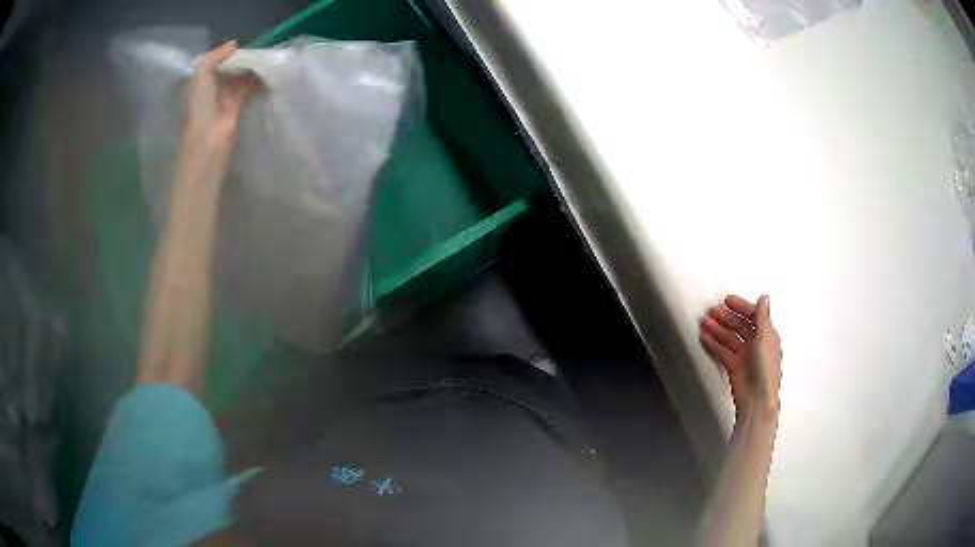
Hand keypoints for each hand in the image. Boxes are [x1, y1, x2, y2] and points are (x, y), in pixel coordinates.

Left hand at [184, 40, 255, 151]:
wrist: (209, 134)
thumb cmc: (201, 103)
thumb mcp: (202, 73)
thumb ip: (215, 56)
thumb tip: (233, 44)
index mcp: (201, 80)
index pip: (215, 62)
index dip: (226, 53)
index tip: (241, 45)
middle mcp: (212, 87)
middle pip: (228, 69)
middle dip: (240, 59)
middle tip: (256, 49)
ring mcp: (224, 97)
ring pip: (239, 77)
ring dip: (250, 69)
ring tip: (264, 57)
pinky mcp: (237, 106)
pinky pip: (248, 88)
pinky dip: (257, 81)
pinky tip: (266, 72)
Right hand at [700, 295, 781, 420]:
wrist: (756, 399)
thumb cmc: (765, 369)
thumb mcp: (764, 338)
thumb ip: (762, 317)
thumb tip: (764, 297)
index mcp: (767, 335)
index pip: (753, 316)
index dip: (741, 307)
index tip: (727, 300)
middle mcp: (756, 344)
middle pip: (739, 326)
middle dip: (726, 318)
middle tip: (712, 311)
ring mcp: (744, 355)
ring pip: (729, 338)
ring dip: (718, 329)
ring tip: (705, 322)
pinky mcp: (733, 366)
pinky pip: (722, 351)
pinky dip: (714, 343)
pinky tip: (705, 337)